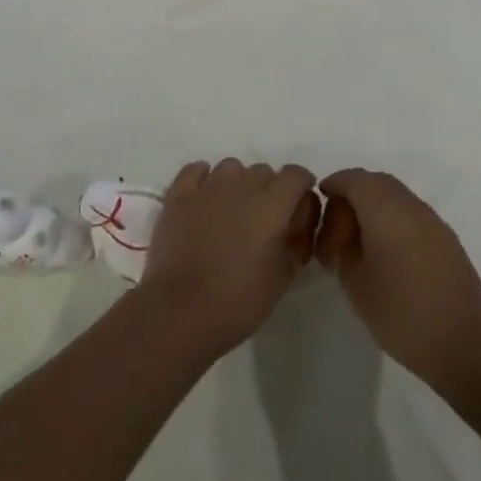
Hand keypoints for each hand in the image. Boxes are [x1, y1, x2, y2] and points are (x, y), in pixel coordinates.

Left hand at [137, 159, 320, 354]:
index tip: (299, 203)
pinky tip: (205, 198)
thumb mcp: (283, 277)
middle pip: (263, 171)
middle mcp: (241, 185)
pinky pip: (196, 170)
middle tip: (264, 220)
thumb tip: (298, 221)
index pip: (295, 175)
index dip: (302, 185)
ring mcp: (207, 187)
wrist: (180, 312)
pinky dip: (204, 178)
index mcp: (271, 204)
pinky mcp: (178, 195)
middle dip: (270, 189)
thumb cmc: (238, 301)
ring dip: (238, 183)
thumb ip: (298, 241)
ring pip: (231, 168)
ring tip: (233, 211)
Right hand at [316, 169, 480, 390]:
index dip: (335, 183)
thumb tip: (343, 235)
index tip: (321, 197)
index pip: (354, 179)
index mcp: (385, 208)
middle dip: (354, 193)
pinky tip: (388, 251)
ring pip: (397, 197)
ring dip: (376, 206)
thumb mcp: (355, 283)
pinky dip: (395, 219)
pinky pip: (413, 214)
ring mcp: (433, 221)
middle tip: (338, 221)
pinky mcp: (447, 240)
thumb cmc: (401, 312)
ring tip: (361, 239)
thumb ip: (342, 250)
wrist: (464, 344)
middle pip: (377, 182)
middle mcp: (411, 205)